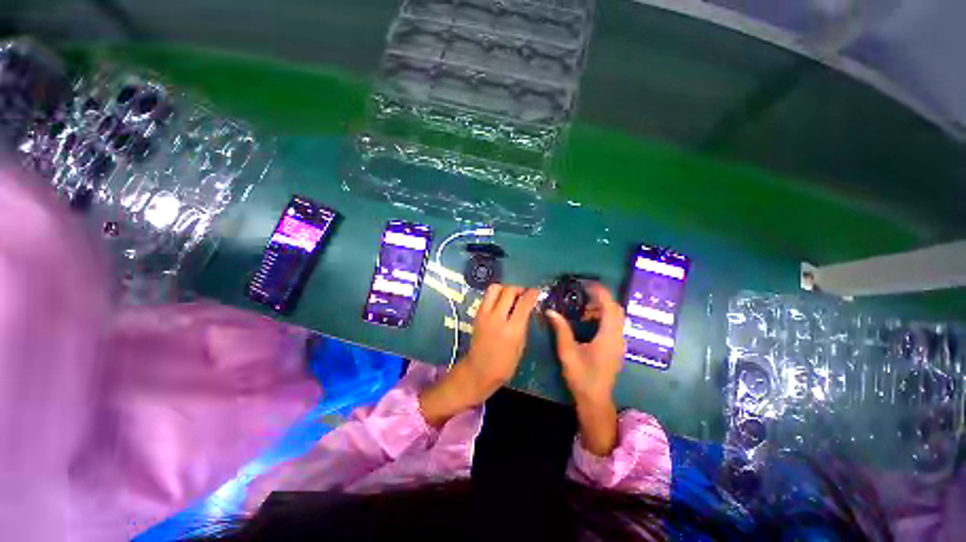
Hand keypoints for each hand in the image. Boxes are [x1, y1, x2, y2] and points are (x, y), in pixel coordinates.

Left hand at [420, 285, 538, 426]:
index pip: (524, 303)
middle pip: (508, 290)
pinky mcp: (477, 314)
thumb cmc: (505, 364)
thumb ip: (523, 324)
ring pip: (495, 288)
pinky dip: (496, 295)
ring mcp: (484, 314)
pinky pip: (487, 296)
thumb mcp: (521, 345)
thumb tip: (527, 307)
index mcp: (512, 329)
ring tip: (511, 296)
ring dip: (505, 288)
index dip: (532, 293)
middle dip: (519, 288)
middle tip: (524, 293)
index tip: (536, 291)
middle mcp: (497, 318)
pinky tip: (502, 302)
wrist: (478, 370)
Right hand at [546, 283, 625, 405]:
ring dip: (602, 308)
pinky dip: (603, 317)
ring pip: (616, 317)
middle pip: (616, 309)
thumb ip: (561, 329)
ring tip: (582, 308)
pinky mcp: (616, 347)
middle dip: (601, 298)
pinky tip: (588, 322)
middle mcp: (618, 337)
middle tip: (582, 295)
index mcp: (608, 337)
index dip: (600, 292)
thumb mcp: (567, 352)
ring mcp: (619, 343)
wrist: (595, 399)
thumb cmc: (581, 376)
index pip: (609, 307)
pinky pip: (614, 325)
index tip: (587, 283)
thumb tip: (551, 311)